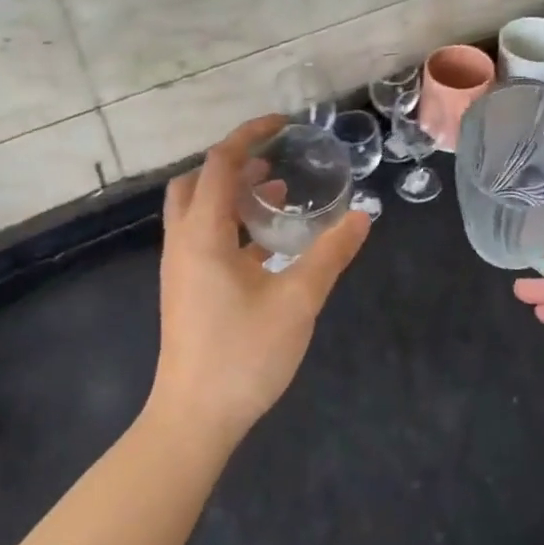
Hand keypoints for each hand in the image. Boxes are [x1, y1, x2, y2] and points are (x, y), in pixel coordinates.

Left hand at [151, 115, 370, 448]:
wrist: (193, 420)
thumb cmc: (243, 355)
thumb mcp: (298, 301)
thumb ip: (330, 254)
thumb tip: (362, 215)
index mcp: (203, 234)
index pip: (220, 164)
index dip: (249, 136)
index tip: (283, 124)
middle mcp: (183, 242)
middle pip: (197, 182)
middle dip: (234, 162)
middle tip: (275, 159)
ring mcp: (181, 268)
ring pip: (199, 210)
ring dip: (233, 193)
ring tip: (278, 192)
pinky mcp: (187, 289)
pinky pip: (205, 237)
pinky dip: (232, 223)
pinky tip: (268, 244)